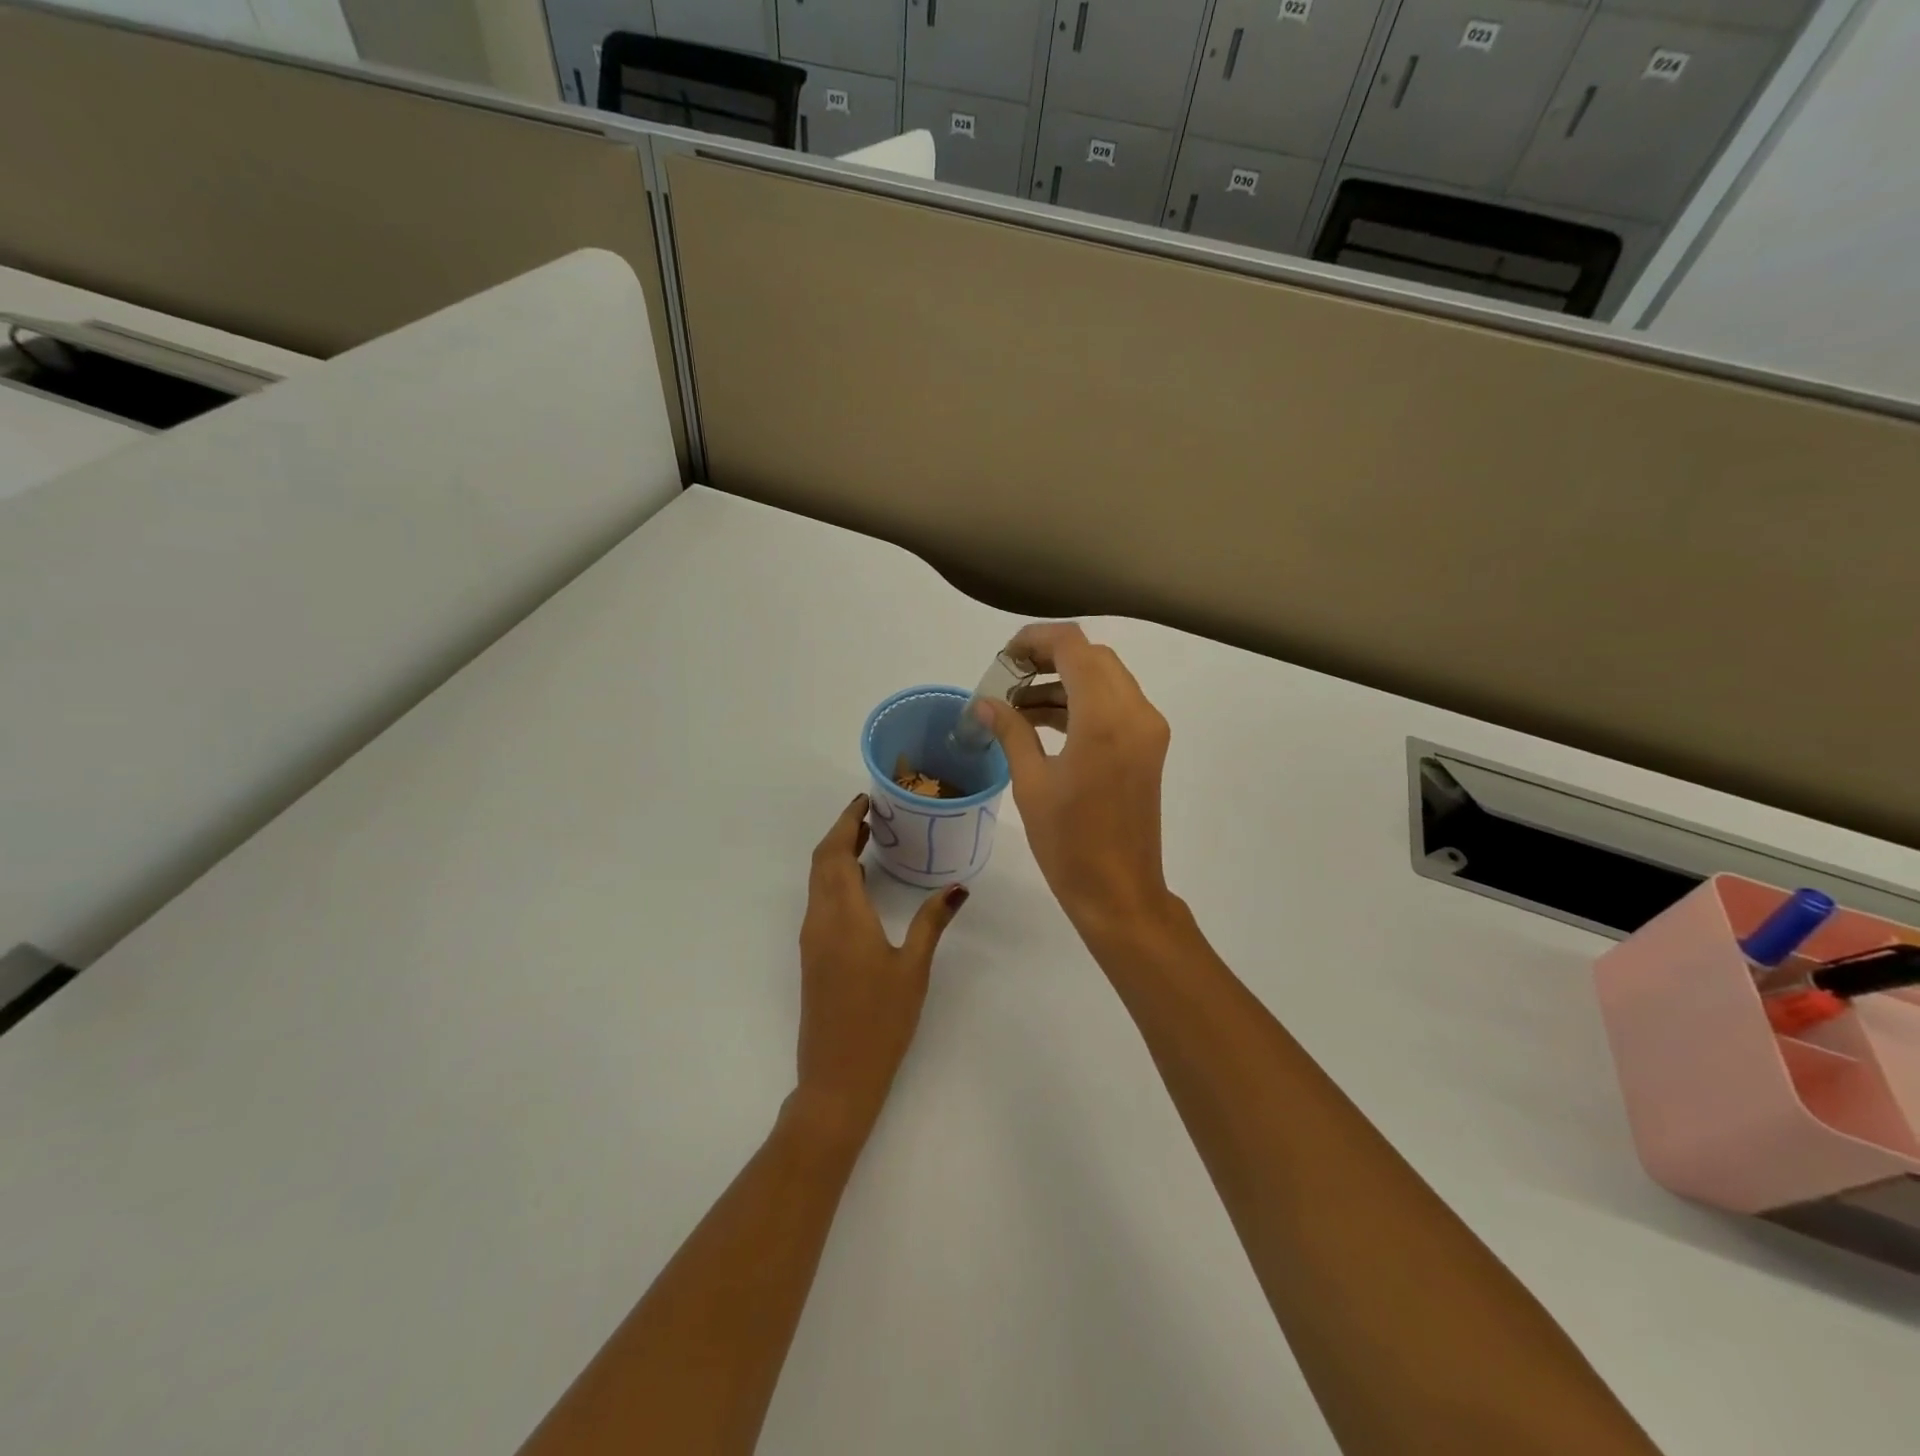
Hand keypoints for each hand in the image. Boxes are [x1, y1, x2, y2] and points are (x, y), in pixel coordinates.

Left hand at [795, 795, 968, 1139]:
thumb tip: (957, 888)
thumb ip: (932, 922)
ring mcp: (811, 938)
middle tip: (873, 814)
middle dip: (842, 832)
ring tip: (869, 839)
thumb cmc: (881, 1020)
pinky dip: (834, 877)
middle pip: (821, 861)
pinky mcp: (812, 955)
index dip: (847, 822)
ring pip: (817, 880)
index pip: (835, 853)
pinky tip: (860, 883)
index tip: (867, 800)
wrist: (838, 1076)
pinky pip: (819, 900)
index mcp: (843, 916)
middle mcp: (819, 920)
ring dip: (836, 853)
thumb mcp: (914, 968)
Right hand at [980, 623, 1172, 939]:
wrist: (1120, 892)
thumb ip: (1011, 731)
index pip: (1073, 646)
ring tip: (1018, 704)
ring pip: (1105, 678)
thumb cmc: (1069, 843)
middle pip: (1092, 656)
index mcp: (1104, 718)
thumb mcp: (1031, 783)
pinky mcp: (1148, 746)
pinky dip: (1082, 701)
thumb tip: (985, 702)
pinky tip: (1044, 721)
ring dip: (1064, 680)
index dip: (1035, 640)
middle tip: (1008, 678)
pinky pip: (1114, 704)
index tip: (1004, 658)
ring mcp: (1147, 728)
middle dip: (1049, 657)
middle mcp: (1135, 712)